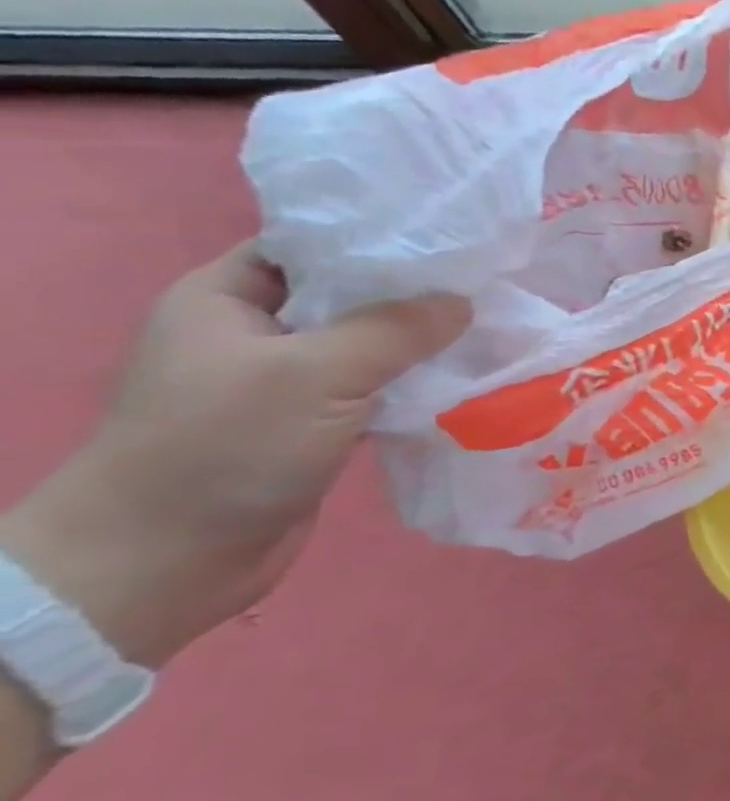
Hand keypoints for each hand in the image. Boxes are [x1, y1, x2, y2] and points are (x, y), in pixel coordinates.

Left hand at [0, 243, 468, 668]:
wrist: (166, 561)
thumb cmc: (224, 446)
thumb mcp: (315, 373)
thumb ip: (395, 329)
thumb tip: (464, 303)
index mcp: (229, 296)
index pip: (315, 245)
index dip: (382, 239)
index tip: (454, 242)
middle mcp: (257, 331)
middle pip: (351, 296)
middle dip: (417, 295)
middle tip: (488, 286)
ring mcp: (285, 382)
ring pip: (369, 346)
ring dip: (423, 345)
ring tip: (492, 330)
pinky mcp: (313, 425)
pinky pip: (375, 390)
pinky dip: (415, 386)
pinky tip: (464, 381)